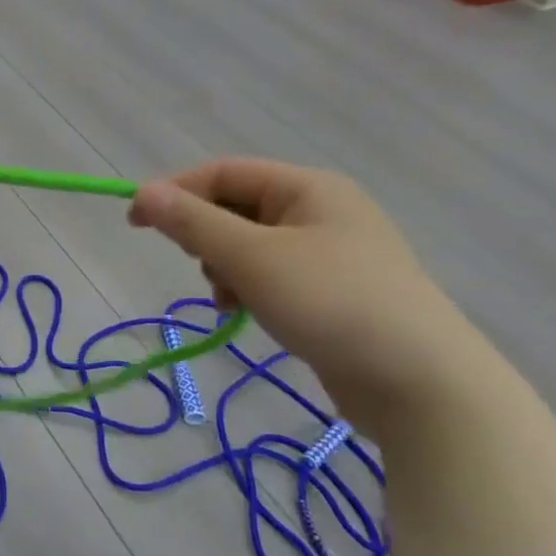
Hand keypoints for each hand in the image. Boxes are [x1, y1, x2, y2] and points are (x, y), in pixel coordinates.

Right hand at [129, 159, 481, 429]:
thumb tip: (142, 193)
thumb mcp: (251, 258)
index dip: (175, 192)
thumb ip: (192, 223)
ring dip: (223, 267)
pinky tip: (244, 312)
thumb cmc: (331, 302)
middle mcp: (322, 210)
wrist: (421, 382)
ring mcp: (331, 253)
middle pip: (235, 207)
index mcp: (309, 188)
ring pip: (249, 244)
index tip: (135, 223)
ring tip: (229, 298)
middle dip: (205, 236)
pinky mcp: (332, 291)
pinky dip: (247, 288)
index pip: (223, 172)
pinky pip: (270, 274)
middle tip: (200, 266)